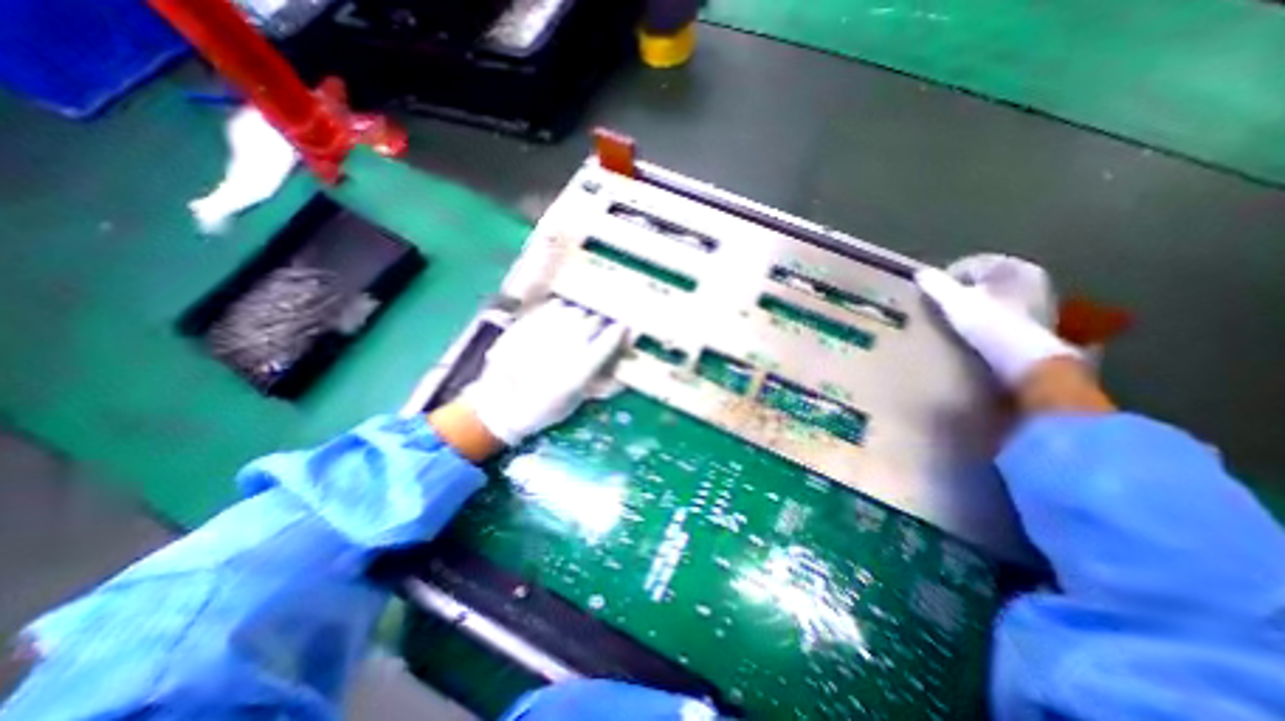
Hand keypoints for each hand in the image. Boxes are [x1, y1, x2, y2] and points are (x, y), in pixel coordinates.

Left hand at [461, 297, 627, 444]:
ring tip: (578, 326)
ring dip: (581, 318)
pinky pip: (553, 307)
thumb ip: (600, 385)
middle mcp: (564, 348)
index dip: (619, 332)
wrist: (499, 406)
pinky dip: (563, 311)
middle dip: (599, 326)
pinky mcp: (527, 325)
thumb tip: (623, 374)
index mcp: (578, 371)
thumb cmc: (542, 410)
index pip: (607, 343)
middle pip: (593, 322)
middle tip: (597, 332)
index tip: (625, 326)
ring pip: (575, 312)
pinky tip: (561, 319)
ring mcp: (544, 334)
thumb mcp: (576, 402)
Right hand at [919, 255, 1075, 386]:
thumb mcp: (953, 301)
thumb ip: (935, 285)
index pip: (971, 263)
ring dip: (974, 305)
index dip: (947, 277)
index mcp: (1013, 265)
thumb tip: (920, 273)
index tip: (931, 294)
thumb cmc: (989, 324)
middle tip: (942, 306)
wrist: (1026, 361)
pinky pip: (1003, 312)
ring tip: (955, 320)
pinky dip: (986, 318)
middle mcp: (1031, 277)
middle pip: (984, 279)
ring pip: (994, 296)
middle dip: (962, 290)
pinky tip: (975, 332)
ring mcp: (1039, 300)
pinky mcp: (1039, 323)